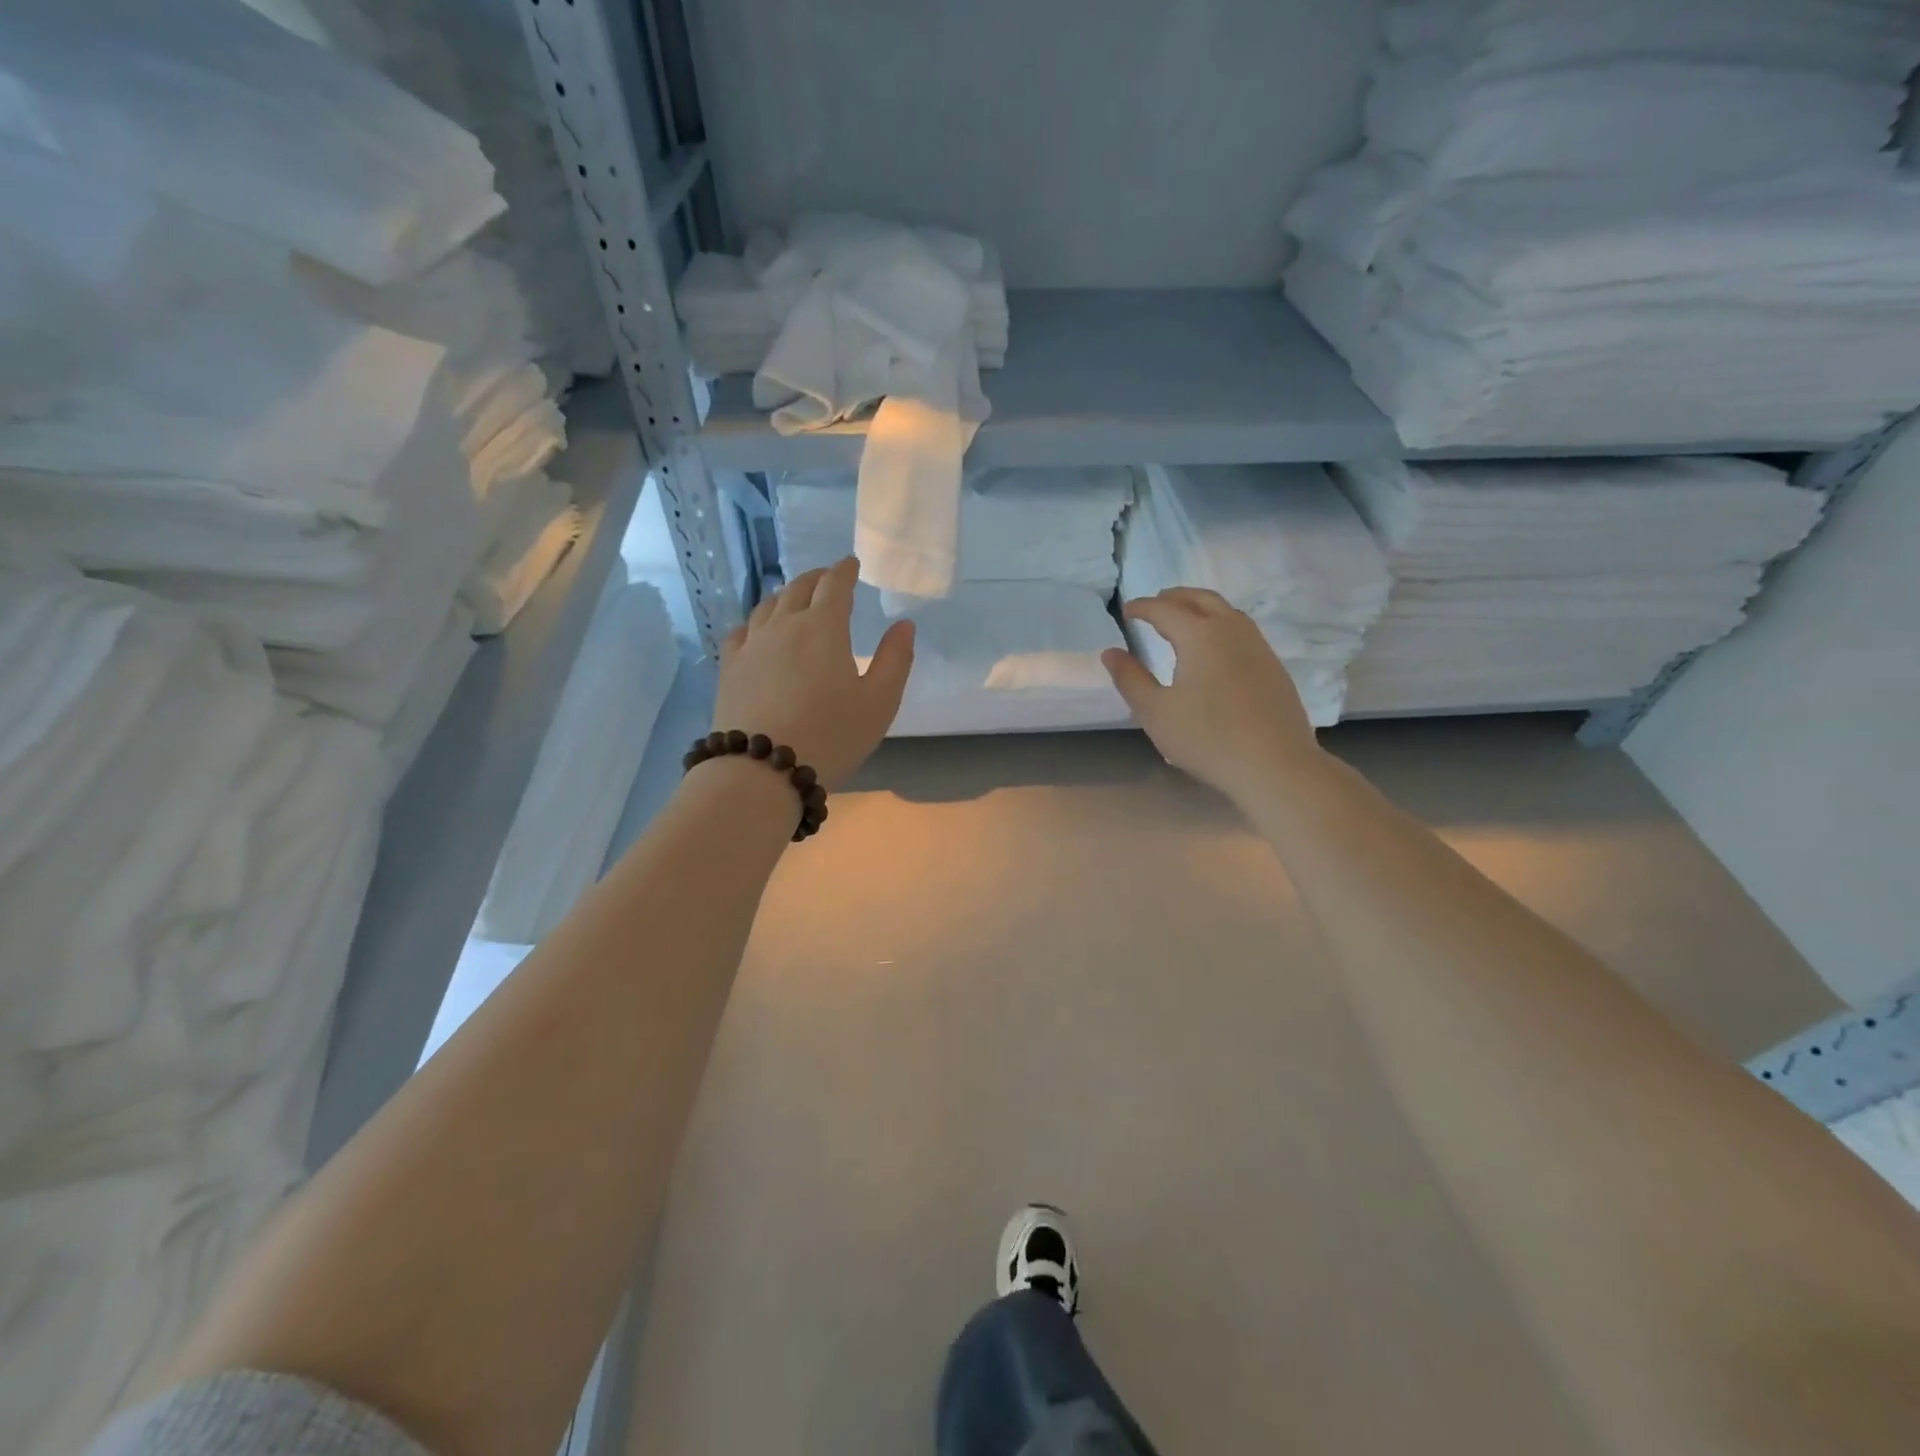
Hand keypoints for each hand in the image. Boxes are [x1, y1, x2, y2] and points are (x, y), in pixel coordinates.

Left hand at [711, 556, 914, 787]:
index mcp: (824, 627)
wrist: (762, 769)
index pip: (834, 585)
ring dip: (786, 596)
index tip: (850, 564)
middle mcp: (784, 625)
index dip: (844, 571)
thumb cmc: (831, 735)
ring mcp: (751, 645)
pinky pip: (741, 631)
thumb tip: (905, 625)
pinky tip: (757, 631)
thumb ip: (896, 660)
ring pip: (768, 606)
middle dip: (816, 579)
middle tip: (827, 579)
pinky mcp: (729, 668)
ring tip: (795, 599)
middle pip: (798, 588)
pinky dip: (756, 622)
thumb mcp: (879, 703)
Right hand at [1101, 588, 1323, 802]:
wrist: (1275, 765)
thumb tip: (1110, 653)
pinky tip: (1216, 648)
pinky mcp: (1273, 666)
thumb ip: (1131, 679)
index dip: (1142, 607)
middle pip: (1200, 599)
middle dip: (1175, 597)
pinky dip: (1221, 625)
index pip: (1165, 610)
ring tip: (1184, 619)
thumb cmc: (1207, 738)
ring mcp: (1258, 646)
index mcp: (1199, 635)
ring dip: (1201, 607)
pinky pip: (1242, 630)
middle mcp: (1231, 630)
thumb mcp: (1156, 712)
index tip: (1126, 610)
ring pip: (1226, 611)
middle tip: (1155, 603)